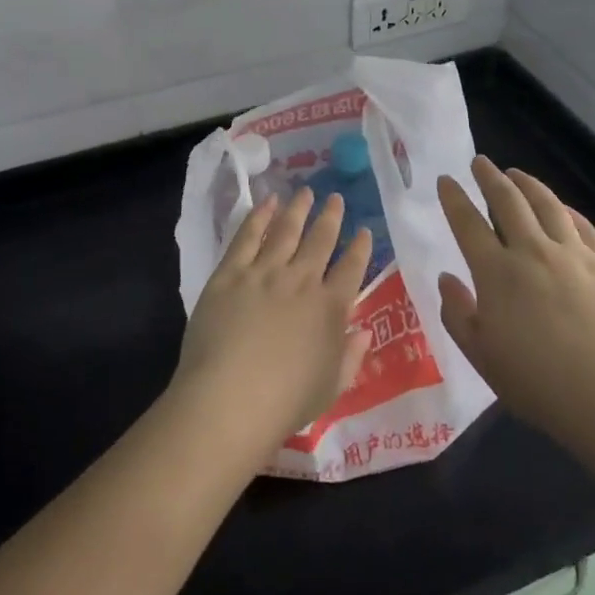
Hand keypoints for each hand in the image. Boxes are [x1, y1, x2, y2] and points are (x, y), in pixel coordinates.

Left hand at [171, 189, 373, 457]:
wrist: (231, 398)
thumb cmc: (286, 402)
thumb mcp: (333, 387)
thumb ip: (351, 356)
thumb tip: (363, 331)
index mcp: (330, 308)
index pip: (351, 269)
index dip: (360, 248)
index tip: (364, 231)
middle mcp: (301, 281)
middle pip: (320, 241)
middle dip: (331, 217)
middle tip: (336, 198)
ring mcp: (264, 273)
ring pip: (286, 231)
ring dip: (298, 209)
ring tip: (305, 191)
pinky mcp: (230, 273)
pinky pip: (247, 236)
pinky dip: (259, 216)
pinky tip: (267, 202)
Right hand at [436, 158, 594, 454]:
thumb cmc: (539, 384)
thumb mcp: (482, 357)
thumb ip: (458, 315)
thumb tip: (447, 278)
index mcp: (496, 274)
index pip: (468, 224)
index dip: (454, 199)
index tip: (446, 179)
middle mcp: (532, 252)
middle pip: (508, 202)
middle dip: (489, 177)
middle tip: (480, 162)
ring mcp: (574, 255)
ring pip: (547, 205)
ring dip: (528, 184)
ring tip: (517, 173)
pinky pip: (584, 227)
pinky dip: (567, 211)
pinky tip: (562, 207)